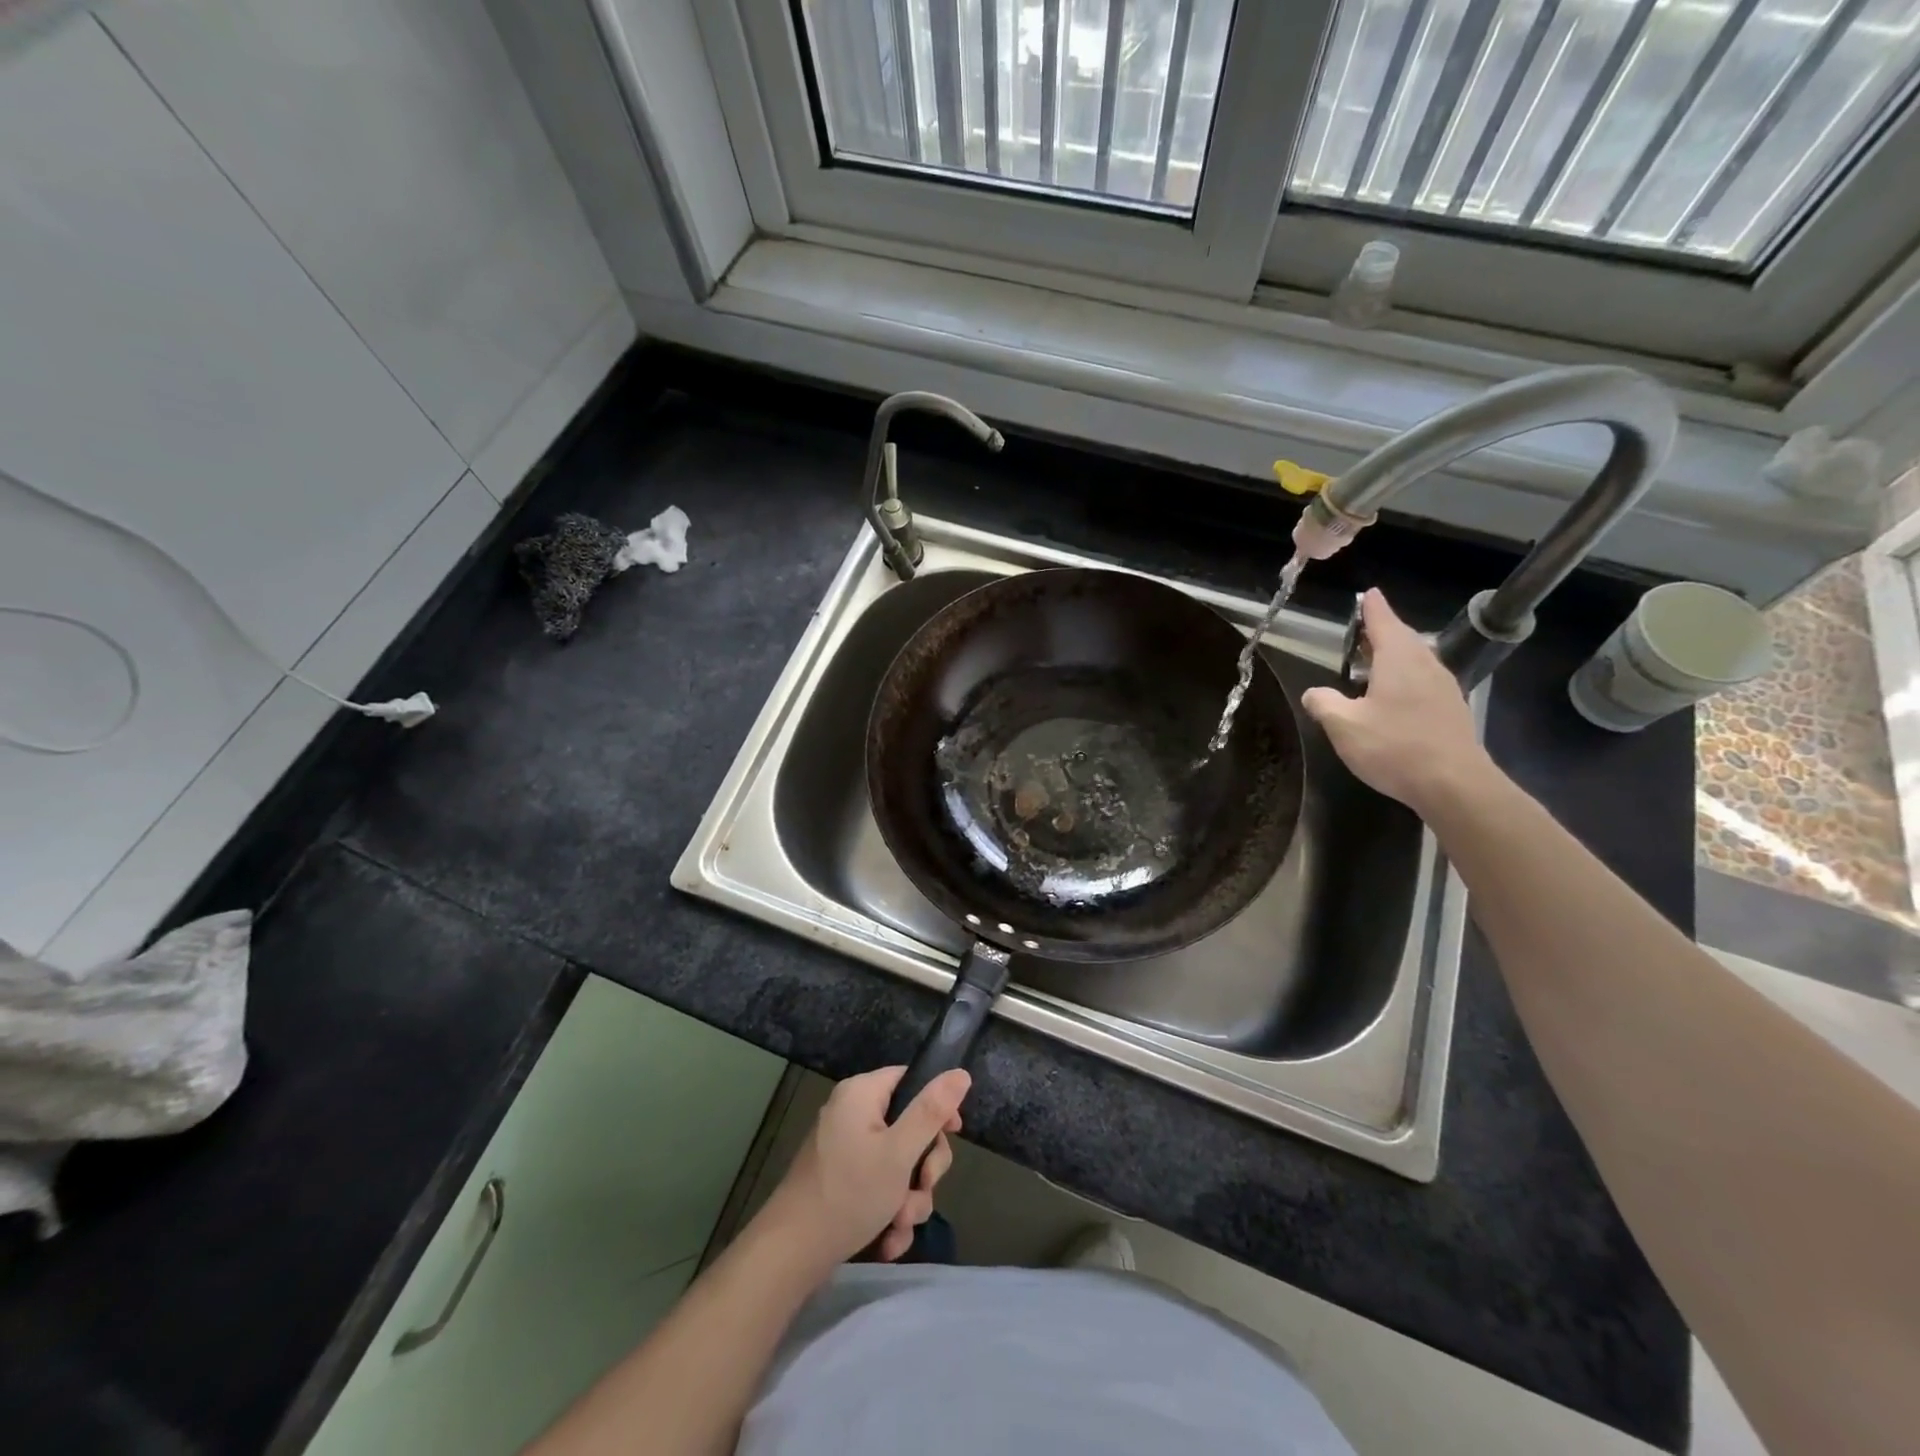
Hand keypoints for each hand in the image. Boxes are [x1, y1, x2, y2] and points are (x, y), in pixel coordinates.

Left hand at [761, 1066, 970, 1267]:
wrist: (791, 1254)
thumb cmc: (849, 1193)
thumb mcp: (899, 1152)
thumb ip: (931, 1112)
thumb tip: (960, 1073)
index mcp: (861, 1093)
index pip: (911, 1080)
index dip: (936, 1105)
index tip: (952, 1135)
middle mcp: (851, 1113)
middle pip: (908, 1126)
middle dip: (922, 1167)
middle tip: (922, 1189)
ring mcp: (844, 1148)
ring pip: (897, 1163)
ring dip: (908, 1198)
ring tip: (899, 1225)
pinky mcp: (840, 1180)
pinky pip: (877, 1185)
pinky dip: (888, 1211)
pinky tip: (888, 1241)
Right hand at [1300, 588, 1494, 814]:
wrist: (1454, 784)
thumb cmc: (1394, 747)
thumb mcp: (1343, 726)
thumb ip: (1323, 703)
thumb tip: (1314, 693)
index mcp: (1398, 659)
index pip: (1383, 622)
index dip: (1372, 608)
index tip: (1368, 594)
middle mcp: (1425, 665)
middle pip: (1403, 638)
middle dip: (1382, 632)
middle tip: (1361, 633)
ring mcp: (1443, 688)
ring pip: (1416, 660)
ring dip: (1394, 657)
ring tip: (1372, 664)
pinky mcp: (1451, 710)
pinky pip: (1424, 681)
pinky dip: (1405, 678)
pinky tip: (1392, 698)